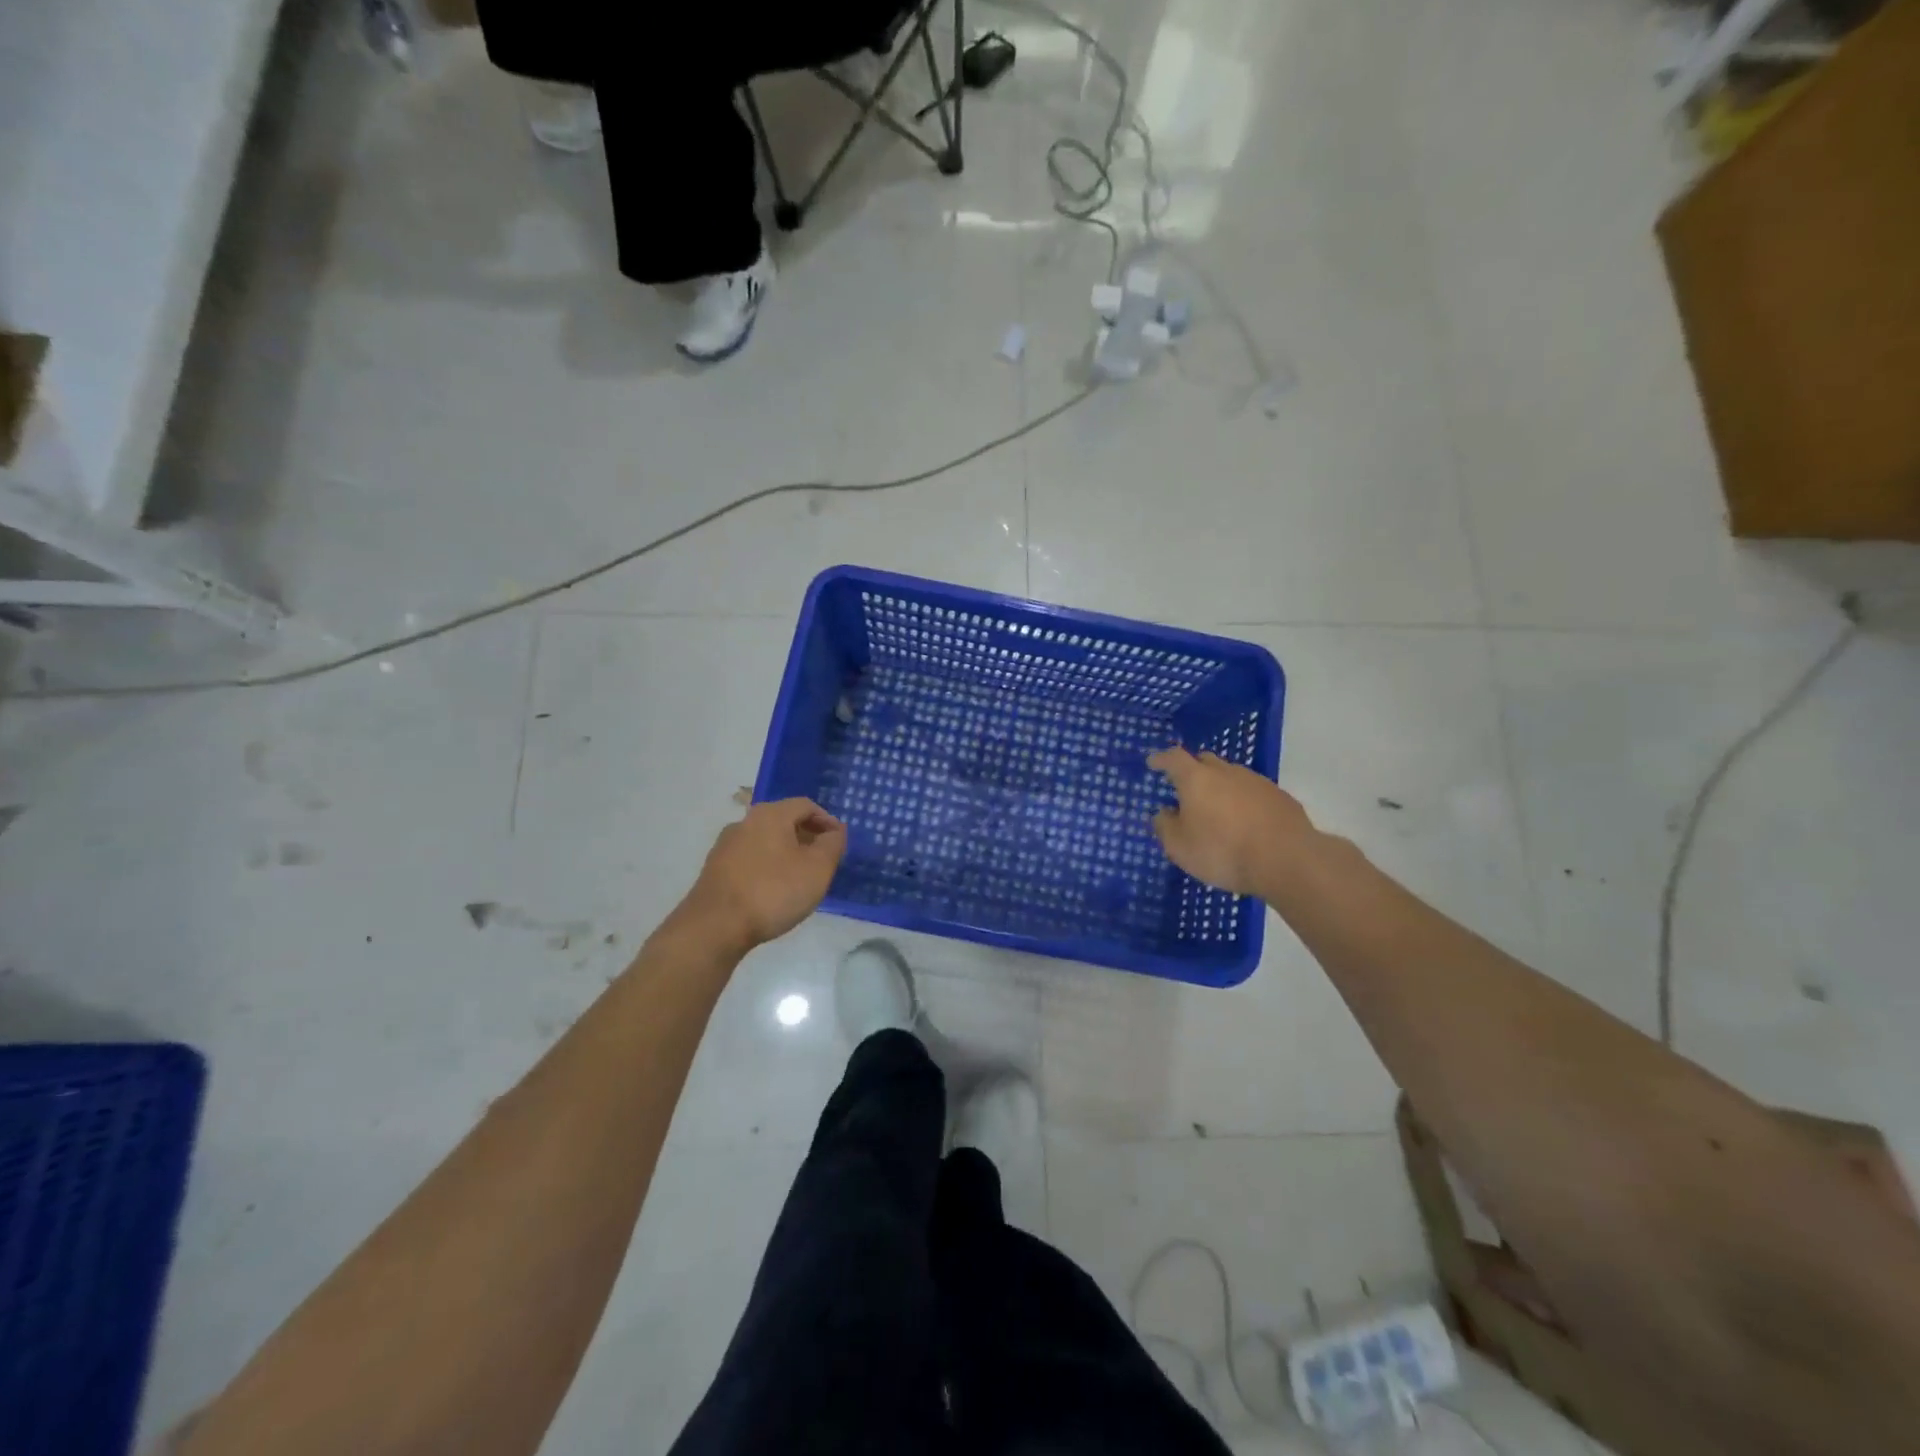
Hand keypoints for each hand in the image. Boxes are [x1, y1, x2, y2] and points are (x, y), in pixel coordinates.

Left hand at [682, 800, 847, 951]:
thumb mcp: (817, 869)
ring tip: (800, 877)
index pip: (806, 805)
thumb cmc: (773, 891)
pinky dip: (767, 866)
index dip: (826, 820)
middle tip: (823, 859)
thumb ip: (832, 844)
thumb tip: (835, 831)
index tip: (838, 841)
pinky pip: (750, 859)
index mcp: (770, 814)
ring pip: (765, 840)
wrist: (715, 926)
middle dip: (807, 836)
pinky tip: (774, 890)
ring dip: (786, 852)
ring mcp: (726, 845)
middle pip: (783, 821)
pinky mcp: (714, 869)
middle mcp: (745, 822)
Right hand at [1148, 747, 1314, 897]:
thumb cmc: (1223, 851)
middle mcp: (1226, 772)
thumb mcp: (1180, 848)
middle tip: (1186, 789)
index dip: (1161, 759)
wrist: (1288, 860)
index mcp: (1196, 779)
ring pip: (1232, 776)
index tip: (1153, 763)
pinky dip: (1244, 801)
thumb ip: (1165, 827)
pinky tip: (1246, 823)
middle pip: (1205, 761)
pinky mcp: (1281, 797)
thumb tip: (1163, 813)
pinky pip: (1254, 793)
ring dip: (1221, 787)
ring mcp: (1257, 782)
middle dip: (1192, 770)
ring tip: (1217, 810)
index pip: (1173, 758)